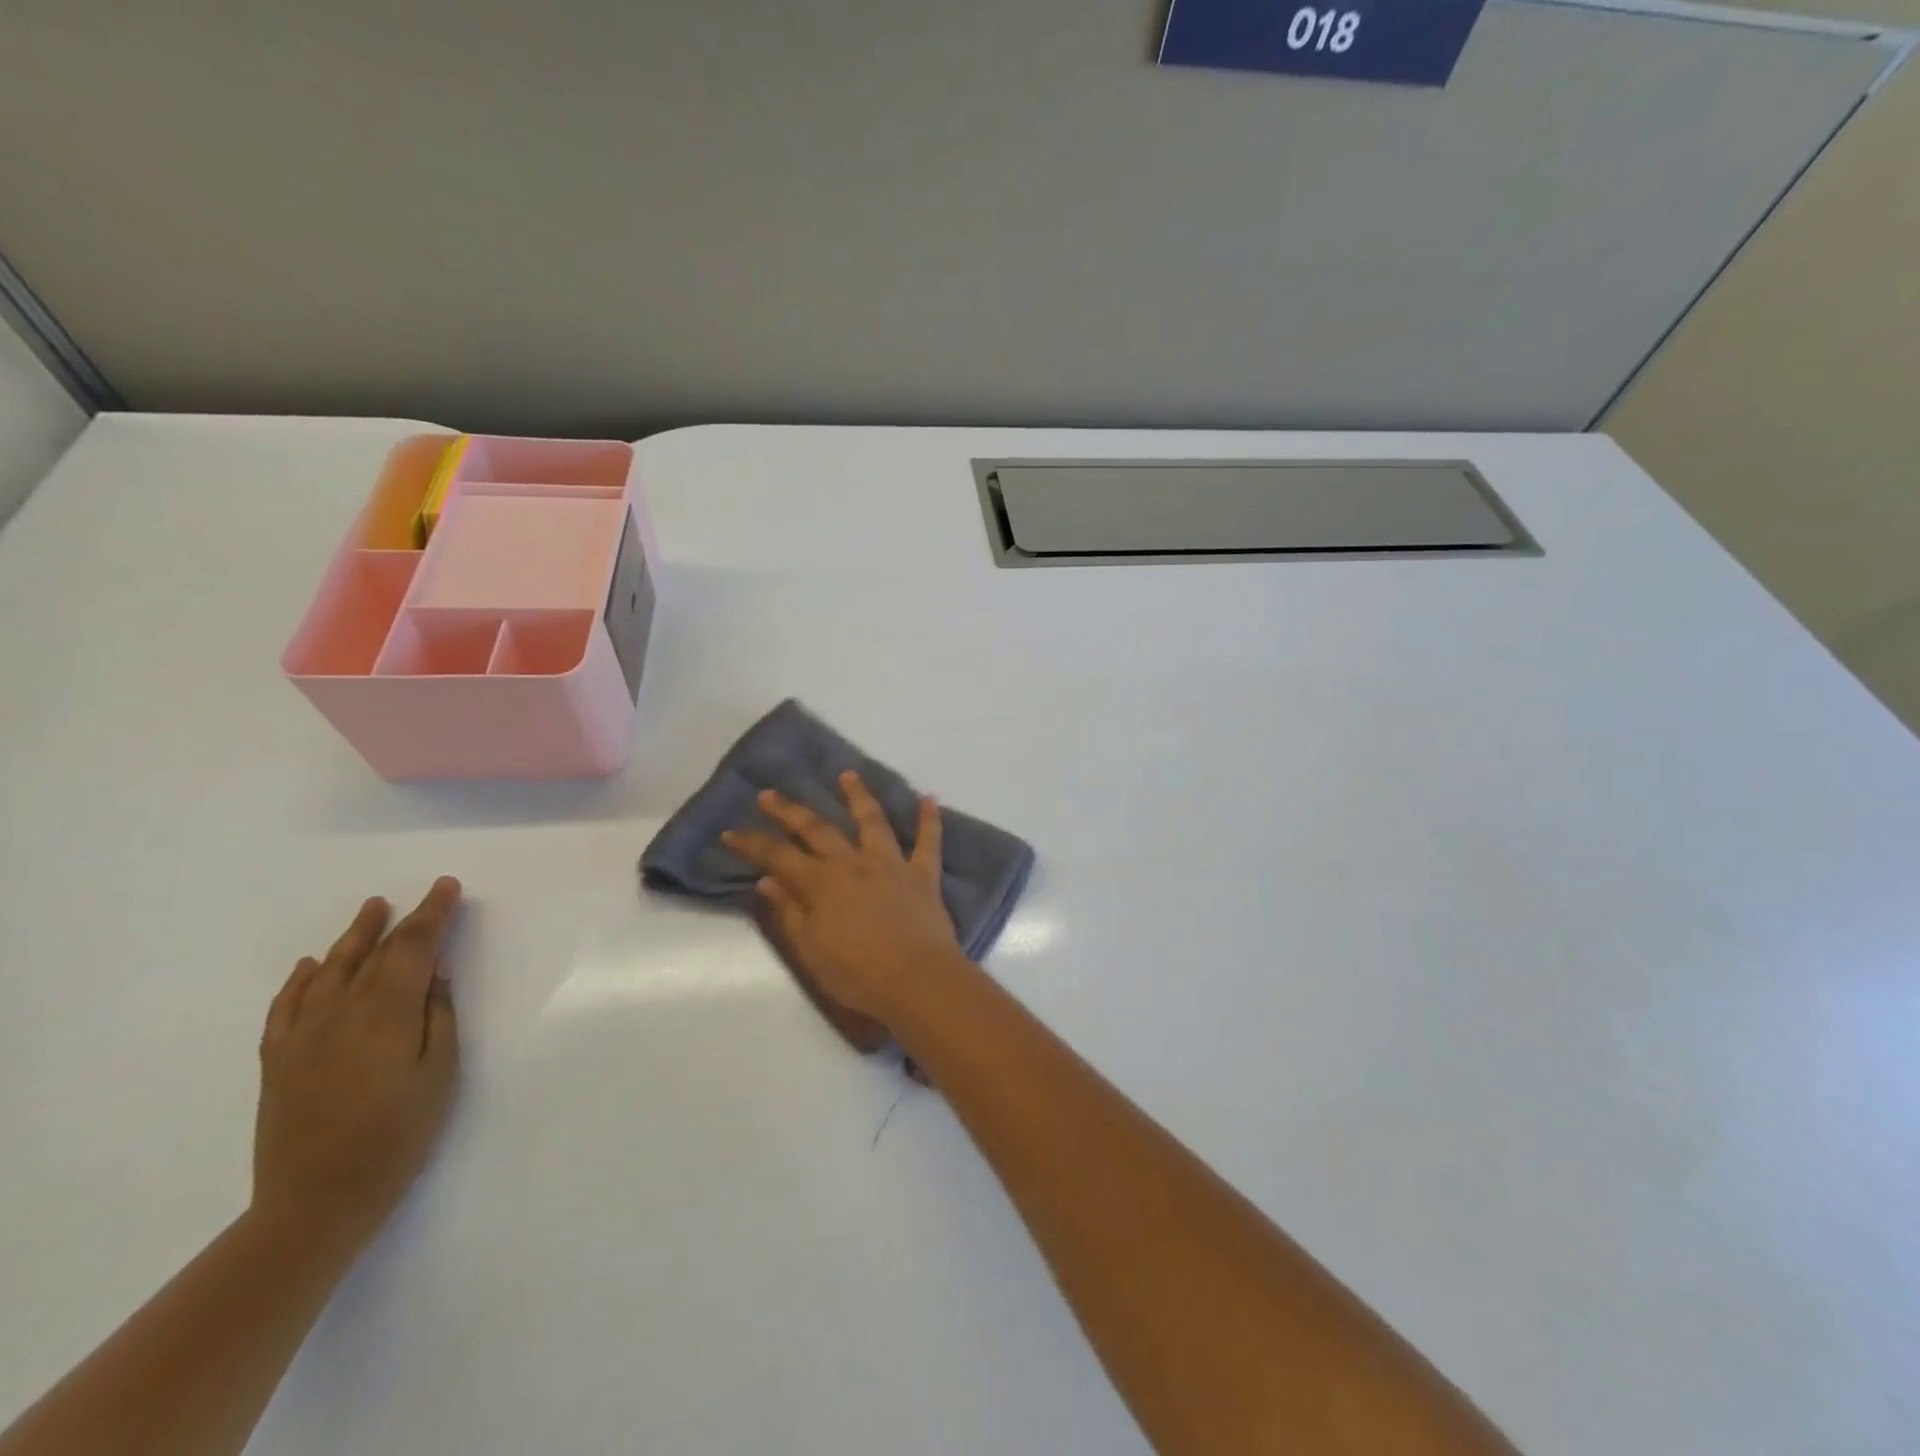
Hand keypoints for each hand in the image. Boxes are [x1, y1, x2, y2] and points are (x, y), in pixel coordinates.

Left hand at [252, 878, 462, 1253]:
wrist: (317, 1200)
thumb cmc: (398, 1134)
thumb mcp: (439, 1072)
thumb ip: (438, 1016)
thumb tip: (435, 972)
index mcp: (386, 1012)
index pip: (413, 948)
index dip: (432, 915)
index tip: (448, 887)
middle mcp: (340, 1012)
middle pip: (375, 954)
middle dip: (402, 920)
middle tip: (423, 894)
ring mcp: (303, 1036)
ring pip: (330, 970)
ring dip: (353, 937)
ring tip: (372, 909)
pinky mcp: (279, 1060)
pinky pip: (286, 1006)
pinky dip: (300, 980)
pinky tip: (309, 966)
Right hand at [724, 774, 964, 1023]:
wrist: (916, 980)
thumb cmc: (857, 973)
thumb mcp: (810, 949)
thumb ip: (789, 912)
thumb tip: (768, 880)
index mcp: (822, 884)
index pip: (778, 856)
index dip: (752, 843)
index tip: (731, 831)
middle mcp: (854, 864)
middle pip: (818, 829)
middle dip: (790, 811)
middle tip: (771, 793)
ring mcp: (891, 865)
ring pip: (873, 821)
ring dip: (859, 796)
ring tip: (848, 775)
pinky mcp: (923, 875)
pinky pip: (929, 841)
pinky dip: (930, 819)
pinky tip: (929, 797)